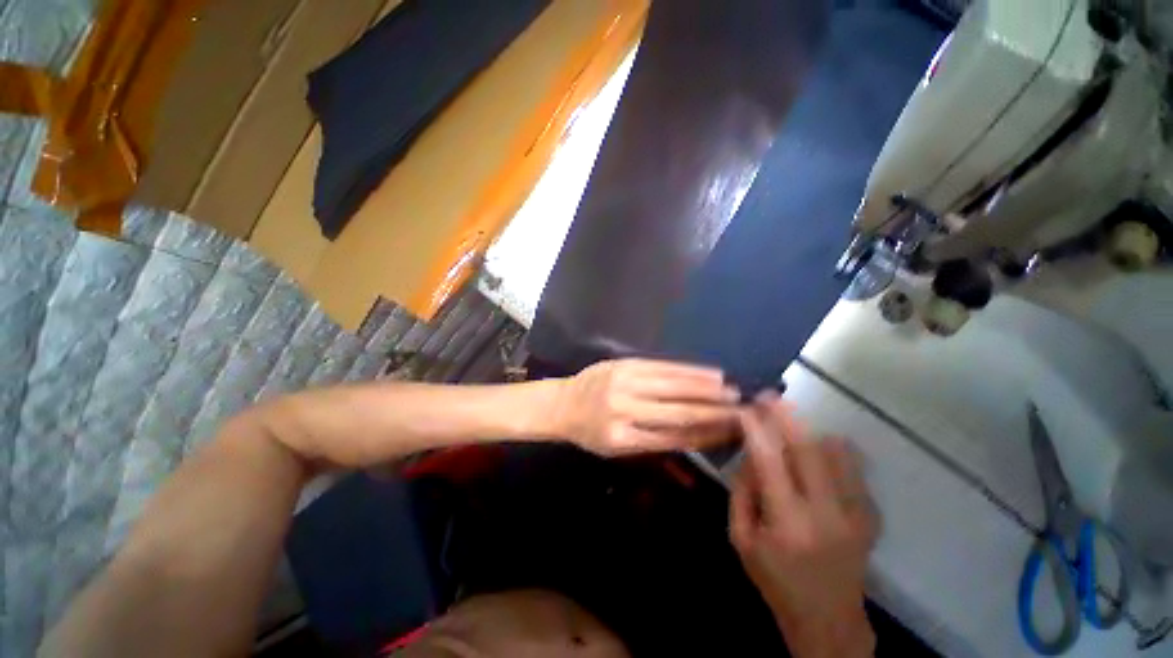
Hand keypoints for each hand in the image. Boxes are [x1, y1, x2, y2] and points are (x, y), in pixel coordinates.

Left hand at [552, 359, 739, 455]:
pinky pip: (660, 366)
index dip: (705, 435)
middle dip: (713, 411)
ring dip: (705, 387)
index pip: (673, 438)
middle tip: (742, 410)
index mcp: (621, 439)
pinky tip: (706, 372)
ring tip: (731, 389)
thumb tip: (699, 437)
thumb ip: (654, 444)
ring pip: (672, 385)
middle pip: (676, 411)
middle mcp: (623, 409)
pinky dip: (687, 370)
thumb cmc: (591, 433)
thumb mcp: (617, 449)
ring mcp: (623, 382)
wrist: (563, 403)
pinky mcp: (624, 363)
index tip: (732, 432)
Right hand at [730, 393, 877, 657]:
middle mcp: (826, 515)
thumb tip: (751, 454)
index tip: (746, 408)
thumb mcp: (741, 539)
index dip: (757, 430)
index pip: (770, 462)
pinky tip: (818, 451)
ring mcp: (856, 515)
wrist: (828, 618)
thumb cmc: (775, 579)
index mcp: (787, 524)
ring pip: (836, 454)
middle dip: (786, 417)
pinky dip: (833, 451)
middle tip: (770, 396)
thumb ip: (742, 492)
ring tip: (791, 422)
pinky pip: (853, 469)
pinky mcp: (871, 516)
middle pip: (808, 450)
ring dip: (810, 431)